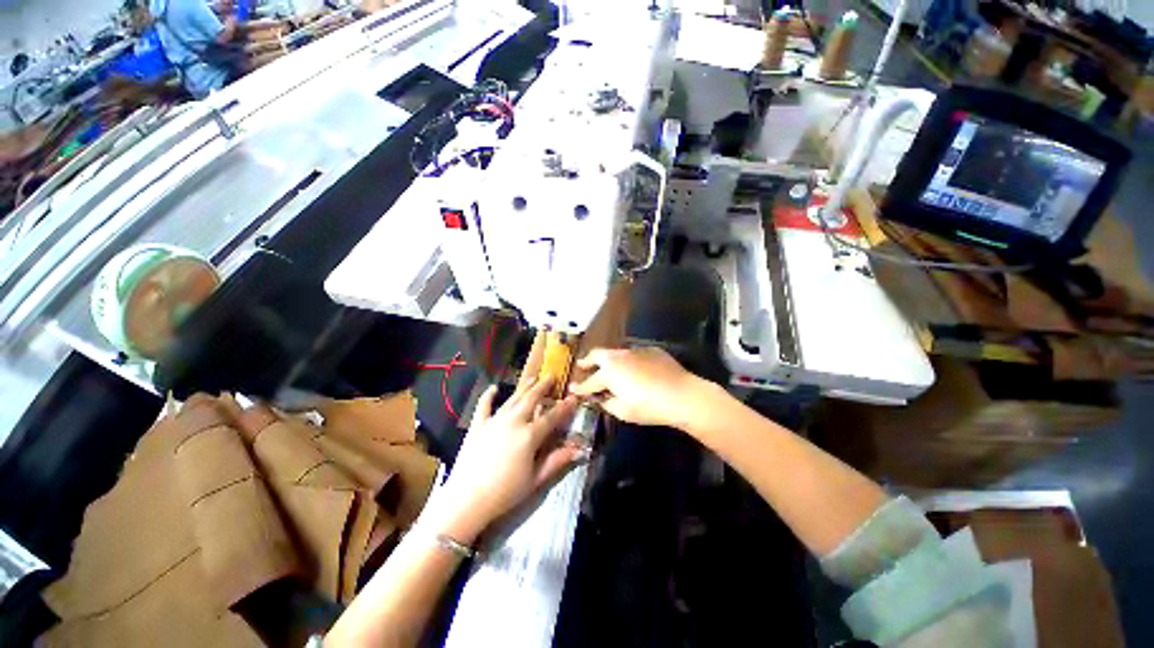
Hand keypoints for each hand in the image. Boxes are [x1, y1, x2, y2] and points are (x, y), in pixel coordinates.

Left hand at [429, 378, 584, 543]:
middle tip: (551, 376)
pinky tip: (493, 388)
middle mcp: (513, 422)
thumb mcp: (535, 480)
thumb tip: (578, 450)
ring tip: (532, 378)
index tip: (573, 397)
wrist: (466, 500)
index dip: (564, 407)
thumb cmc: (505, 493)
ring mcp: (494, 421)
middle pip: (531, 399)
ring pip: (513, 399)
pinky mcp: (477, 426)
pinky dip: (488, 396)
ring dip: (524, 388)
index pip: (551, 417)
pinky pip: (484, 406)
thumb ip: (557, 461)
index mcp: (529, 435)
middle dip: (543, 387)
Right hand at [570, 348, 707, 428]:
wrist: (682, 394)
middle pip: (598, 355)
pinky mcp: (651, 350)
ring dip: (608, 360)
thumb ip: (608, 403)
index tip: (572, 388)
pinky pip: (634, 354)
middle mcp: (618, 357)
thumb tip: (603, 398)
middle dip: (588, 360)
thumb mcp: (623, 411)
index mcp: (609, 372)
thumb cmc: (649, 406)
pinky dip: (629, 361)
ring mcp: (635, 351)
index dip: (580, 387)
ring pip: (616, 353)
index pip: (590, 381)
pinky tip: (635, 369)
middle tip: (582, 364)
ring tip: (608, 367)